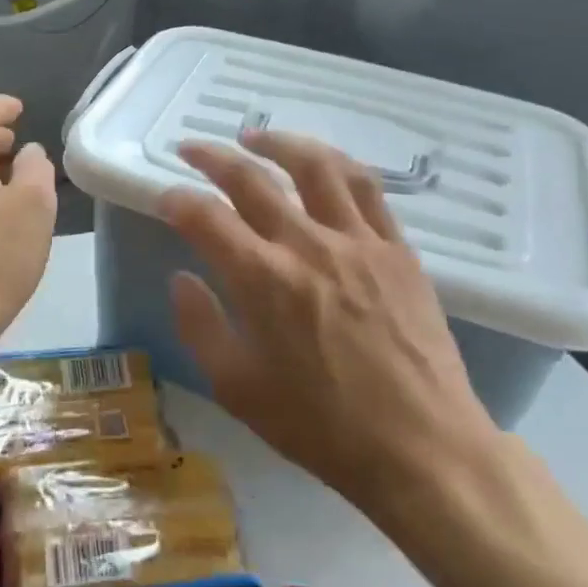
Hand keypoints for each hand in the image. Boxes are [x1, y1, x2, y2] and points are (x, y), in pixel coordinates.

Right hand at [160, 132, 500, 517]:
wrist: (423, 449)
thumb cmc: (323, 428)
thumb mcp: (239, 390)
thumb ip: (201, 327)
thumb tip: (182, 277)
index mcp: (263, 281)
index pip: (205, 217)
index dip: (176, 199)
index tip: (164, 198)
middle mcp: (308, 245)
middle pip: (251, 179)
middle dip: (212, 157)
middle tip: (190, 148)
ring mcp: (359, 241)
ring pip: (315, 166)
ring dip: (278, 143)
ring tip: (254, 138)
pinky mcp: (397, 249)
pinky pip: (366, 188)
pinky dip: (336, 164)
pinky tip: (321, 164)